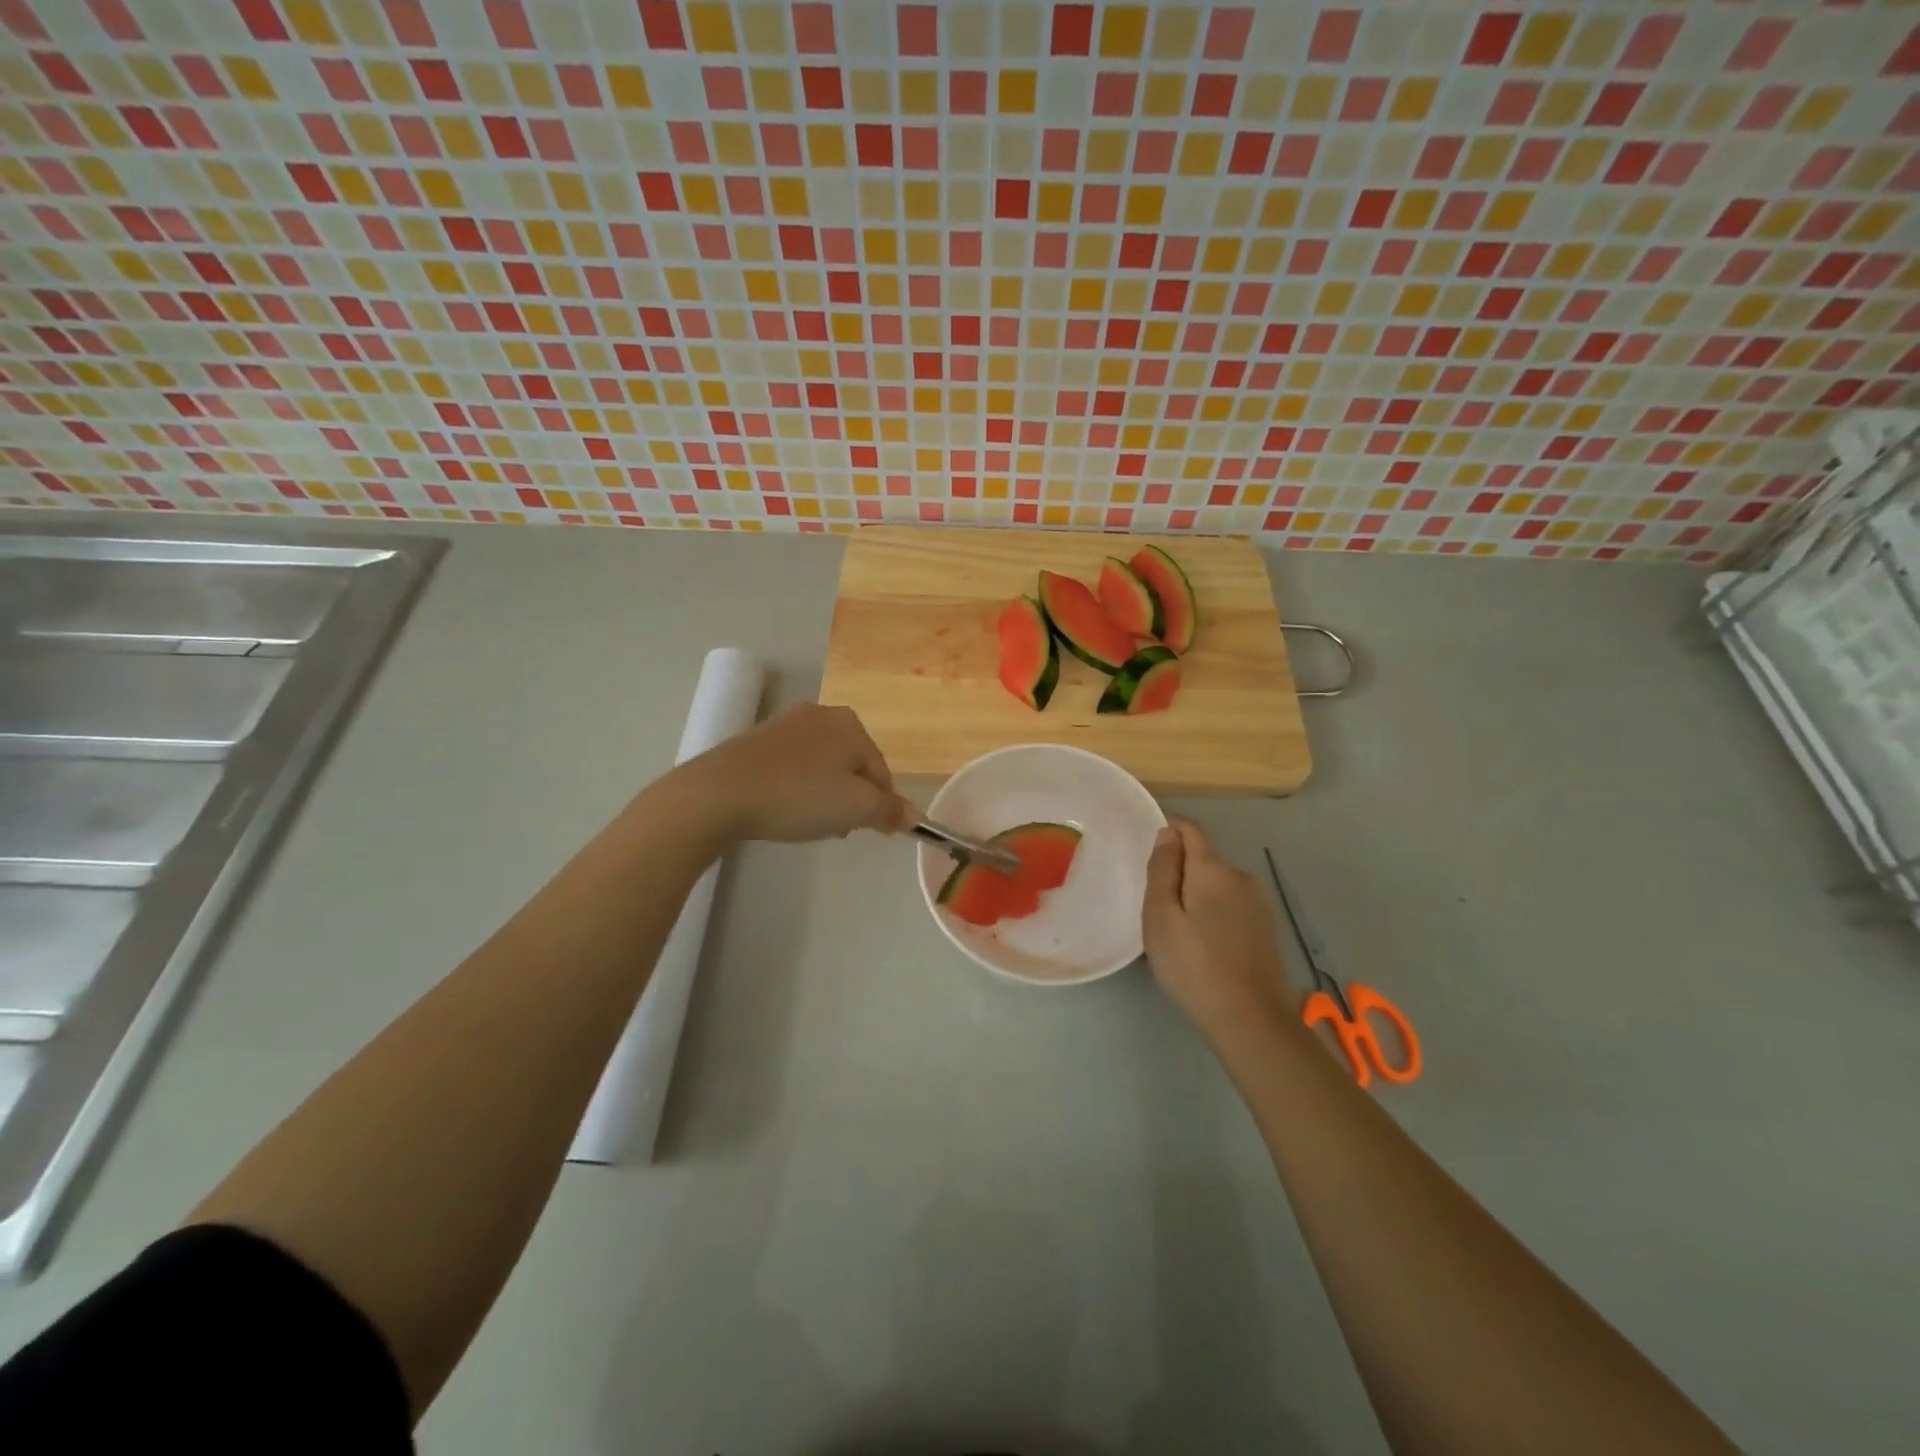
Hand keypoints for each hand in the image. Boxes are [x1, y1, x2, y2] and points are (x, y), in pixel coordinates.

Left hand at [683, 703, 912, 843]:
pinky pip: (792, 767)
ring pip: (822, 766)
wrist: (719, 794)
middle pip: (852, 766)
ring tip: (807, 823)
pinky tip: (783, 809)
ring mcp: (785, 725)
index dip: (880, 806)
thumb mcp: (855, 808)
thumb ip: (889, 810)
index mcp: (850, 724)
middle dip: (850, 799)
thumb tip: (914, 815)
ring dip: (824, 795)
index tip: (868, 832)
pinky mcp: (756, 740)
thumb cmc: (798, 797)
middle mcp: (821, 714)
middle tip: (836, 829)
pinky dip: (796, 788)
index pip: (881, 771)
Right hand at [1142, 817, 1293, 1035]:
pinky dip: (1210, 908)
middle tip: (1148, 893)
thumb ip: (1162, 870)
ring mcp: (1258, 903)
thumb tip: (1167, 834)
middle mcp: (1241, 877)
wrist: (1251, 1021)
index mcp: (1214, 869)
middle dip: (1177, 865)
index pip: (1190, 829)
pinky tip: (1198, 939)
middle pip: (1203, 857)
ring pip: (1216, 882)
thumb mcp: (1161, 917)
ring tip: (1171, 922)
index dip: (1167, 824)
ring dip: (1194, 890)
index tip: (1142, 832)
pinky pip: (1229, 903)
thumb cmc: (1194, 966)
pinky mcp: (1264, 928)